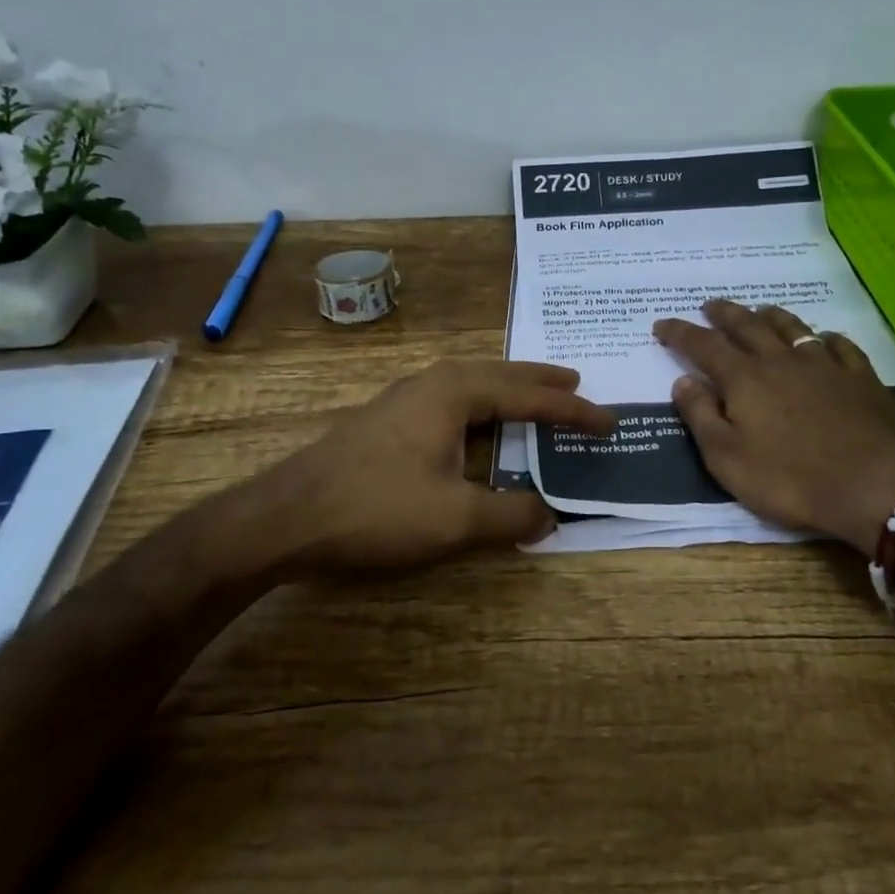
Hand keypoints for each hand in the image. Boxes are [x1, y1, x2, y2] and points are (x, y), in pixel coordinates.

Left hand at [249, 359, 613, 569]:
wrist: (287, 514)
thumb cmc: (377, 508)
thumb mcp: (454, 519)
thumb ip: (509, 515)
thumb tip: (549, 516)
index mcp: (456, 391)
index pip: (529, 395)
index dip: (572, 410)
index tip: (607, 421)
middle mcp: (434, 381)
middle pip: (501, 374)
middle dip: (541, 381)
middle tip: (577, 381)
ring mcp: (406, 396)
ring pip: (473, 383)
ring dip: (509, 389)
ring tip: (536, 397)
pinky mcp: (388, 417)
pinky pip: (452, 399)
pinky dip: (482, 406)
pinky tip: (478, 424)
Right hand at [653, 300, 894, 554]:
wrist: (877, 488)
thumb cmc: (791, 480)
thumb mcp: (727, 459)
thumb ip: (700, 415)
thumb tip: (682, 380)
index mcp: (744, 378)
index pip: (703, 345)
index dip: (680, 332)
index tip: (662, 324)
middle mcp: (781, 360)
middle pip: (747, 325)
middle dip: (723, 313)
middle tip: (709, 305)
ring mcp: (825, 365)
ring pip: (792, 326)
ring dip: (770, 315)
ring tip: (759, 310)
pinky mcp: (861, 377)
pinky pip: (839, 345)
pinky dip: (824, 337)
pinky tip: (824, 338)